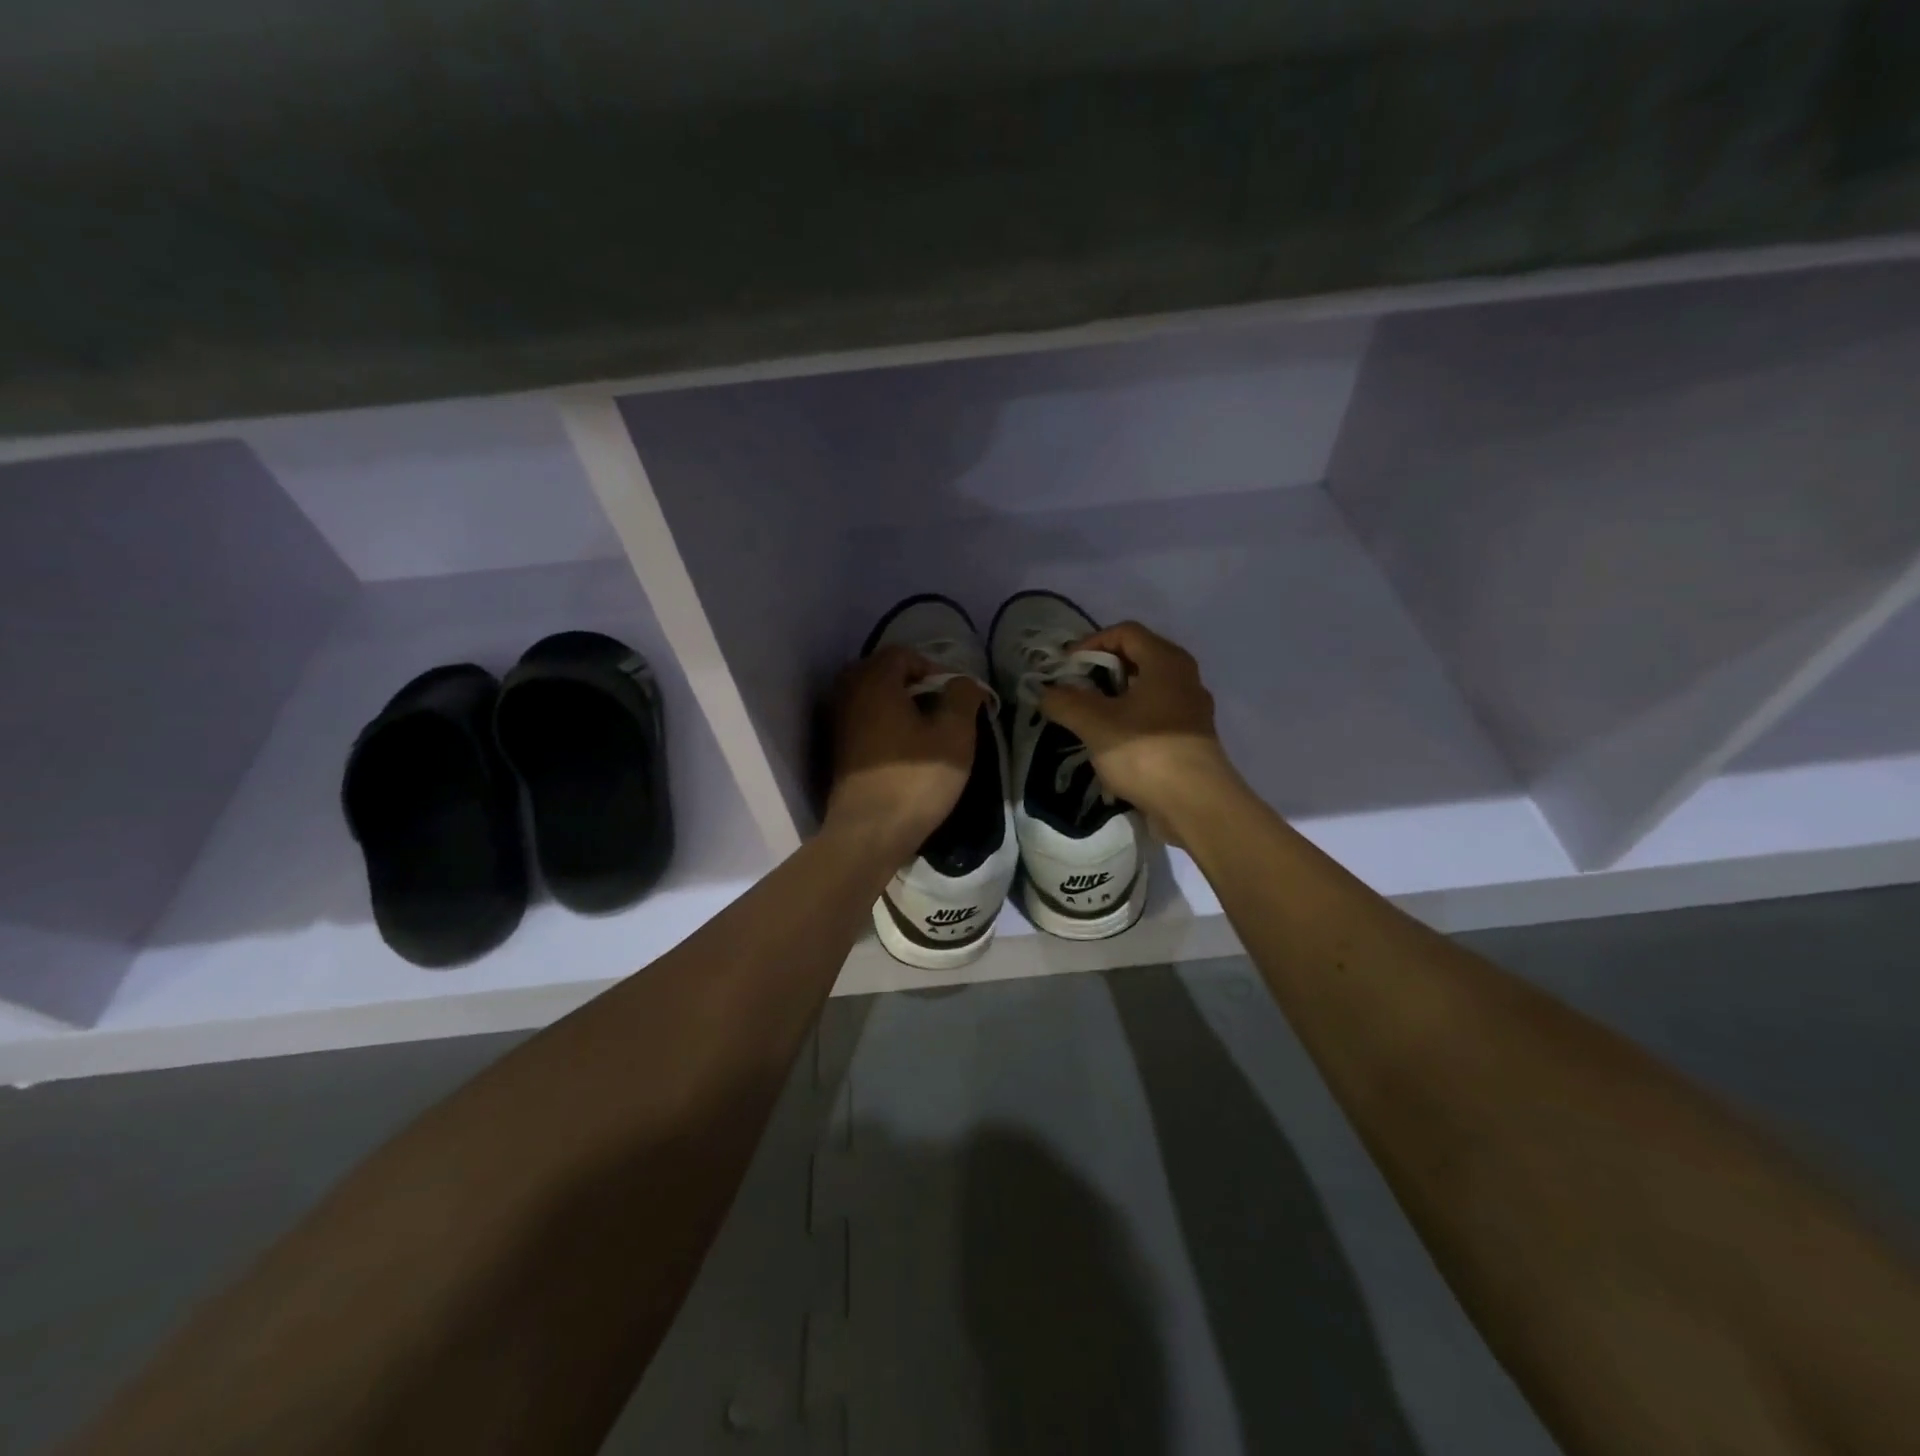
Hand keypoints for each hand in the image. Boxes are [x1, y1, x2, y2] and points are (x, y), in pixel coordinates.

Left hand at [824, 645, 989, 865]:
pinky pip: (863, 720)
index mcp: (874, 681)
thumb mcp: (955, 735)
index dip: (933, 667)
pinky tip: (904, 749)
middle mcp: (848, 694)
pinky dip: (884, 723)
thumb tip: (963, 682)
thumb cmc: (915, 779)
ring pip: (871, 697)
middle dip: (913, 684)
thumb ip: (963, 697)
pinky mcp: (837, 749)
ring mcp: (838, 723)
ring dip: (898, 704)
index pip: (903, 654)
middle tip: (940, 709)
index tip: (954, 695)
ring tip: (925, 730)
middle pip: (882, 671)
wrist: (869, 832)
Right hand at [1039, 621, 1240, 845]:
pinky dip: (1130, 721)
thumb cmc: (1146, 752)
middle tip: (1073, 691)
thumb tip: (1046, 693)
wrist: (1196, 805)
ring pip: (1146, 690)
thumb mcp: (1094, 724)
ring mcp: (1191, 710)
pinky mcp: (1191, 739)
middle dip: (1100, 672)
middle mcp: (1184, 678)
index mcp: (1166, 661)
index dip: (1090, 643)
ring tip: (1087, 719)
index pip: (1125, 632)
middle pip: (1137, 659)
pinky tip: (1111, 744)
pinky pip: (1155, 717)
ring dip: (1114, 699)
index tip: (1065, 668)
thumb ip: (1065, 702)